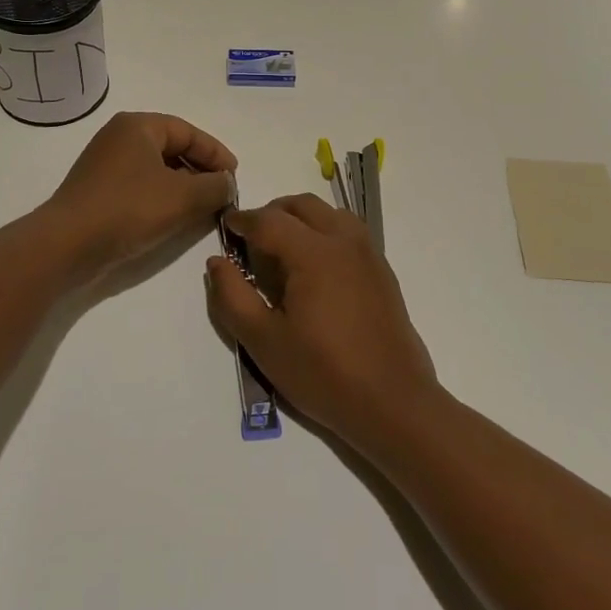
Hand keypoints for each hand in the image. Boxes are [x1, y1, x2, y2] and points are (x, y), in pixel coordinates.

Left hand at [45, 112, 236, 273]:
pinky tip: (174, 219)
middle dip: (200, 170)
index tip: (234, 177)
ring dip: (183, 186)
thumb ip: (214, 187)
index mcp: (137, 126)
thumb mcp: (182, 197)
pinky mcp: (98, 191)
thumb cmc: (128, 209)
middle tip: (222, 193)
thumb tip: (227, 183)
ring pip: (156, 169)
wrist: (67, 245)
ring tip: (203, 209)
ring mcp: (105, 165)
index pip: (188, 131)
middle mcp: (119, 138)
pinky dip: (162, 198)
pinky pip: (140, 186)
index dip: (215, 153)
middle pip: (171, 148)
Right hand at [206, 194, 437, 449]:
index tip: (225, 226)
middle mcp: (343, 241)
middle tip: (251, 239)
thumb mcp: (263, 341)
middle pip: (301, 205)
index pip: (268, 220)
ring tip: (283, 250)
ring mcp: (368, 253)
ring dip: (301, 218)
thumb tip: (216, 261)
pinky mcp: (382, 270)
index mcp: (313, 253)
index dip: (242, 220)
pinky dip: (325, 231)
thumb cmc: (323, 373)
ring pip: (329, 213)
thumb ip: (232, 296)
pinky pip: (348, 231)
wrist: (394, 403)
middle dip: (272, 213)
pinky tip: (315, 268)